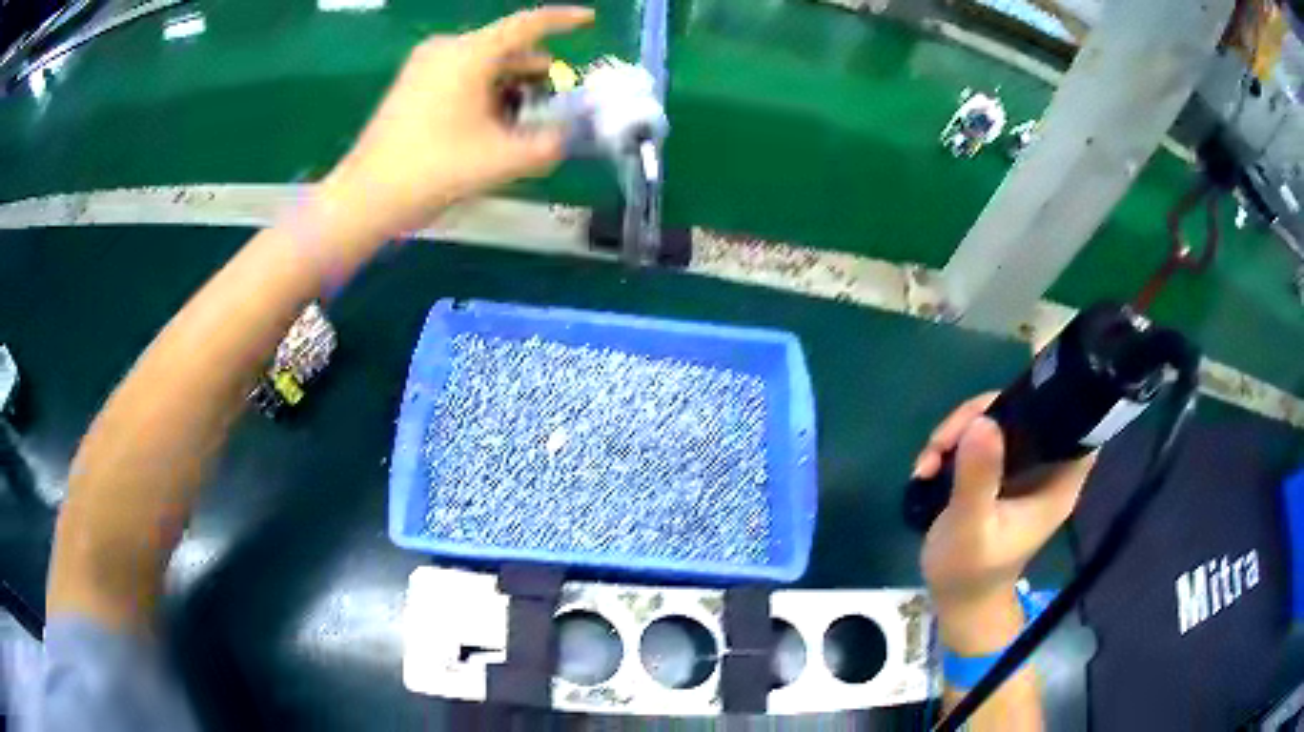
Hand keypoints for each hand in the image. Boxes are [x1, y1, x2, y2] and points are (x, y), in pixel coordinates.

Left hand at [317, 6, 594, 245]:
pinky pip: (461, 76)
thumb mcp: (502, 160)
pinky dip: (485, 91)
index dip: (563, 20)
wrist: (366, 198)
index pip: (527, 24)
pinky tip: (492, 124)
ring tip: (528, 118)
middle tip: (560, 97)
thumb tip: (566, 135)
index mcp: (470, 53)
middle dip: (536, 70)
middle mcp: (446, 49)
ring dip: (511, 84)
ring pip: (483, 64)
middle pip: (505, 47)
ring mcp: (424, 66)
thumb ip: (548, 145)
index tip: (589, 19)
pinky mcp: (411, 86)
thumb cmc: (434, 170)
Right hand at [915, 394, 1093, 650]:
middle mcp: (1044, 467)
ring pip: (999, 421)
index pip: (1073, 422)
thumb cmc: (969, 572)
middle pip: (1026, 412)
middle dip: (981, 414)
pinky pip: (981, 438)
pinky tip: (927, 467)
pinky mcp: (999, 473)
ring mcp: (1021, 469)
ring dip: (960, 430)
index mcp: (1057, 481)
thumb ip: (979, 478)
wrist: (955, 601)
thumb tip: (982, 421)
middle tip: (942, 441)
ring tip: (928, 460)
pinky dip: (953, 445)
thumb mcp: (971, 528)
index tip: (1009, 396)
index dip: (1052, 398)